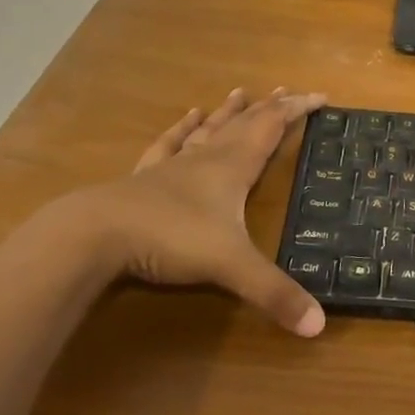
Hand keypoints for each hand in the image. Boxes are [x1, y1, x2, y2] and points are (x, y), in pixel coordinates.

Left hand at [67, 87, 328, 336]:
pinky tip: (187, 116)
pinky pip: (169, 145)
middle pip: (244, 124)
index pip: (272, 128)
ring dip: (228, 112)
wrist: (95, 234)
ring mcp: (173, 166)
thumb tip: (320, 325)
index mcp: (233, 168)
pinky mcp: (144, 178)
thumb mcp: (231, 266)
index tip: (320, 95)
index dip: (297, 110)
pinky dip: (181, 129)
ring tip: (240, 93)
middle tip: (288, 90)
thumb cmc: (171, 238)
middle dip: (270, 107)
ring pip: (208, 130)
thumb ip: (274, 293)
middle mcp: (207, 158)